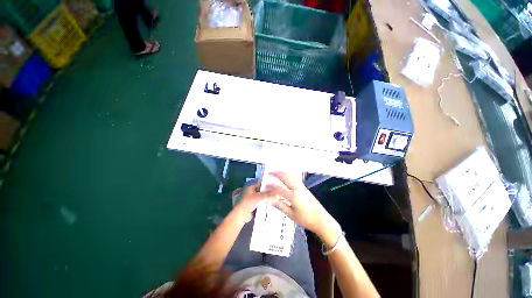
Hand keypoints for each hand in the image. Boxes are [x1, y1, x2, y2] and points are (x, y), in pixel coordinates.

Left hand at [233, 183, 277, 223]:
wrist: (240, 214)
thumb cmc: (248, 202)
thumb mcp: (259, 197)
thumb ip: (269, 195)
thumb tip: (278, 194)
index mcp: (250, 185)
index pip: (261, 181)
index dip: (268, 182)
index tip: (275, 184)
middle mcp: (250, 189)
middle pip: (261, 188)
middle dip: (268, 190)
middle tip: (277, 191)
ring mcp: (250, 196)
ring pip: (261, 194)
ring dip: (266, 196)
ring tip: (275, 197)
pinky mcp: (252, 203)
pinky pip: (260, 200)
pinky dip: (264, 201)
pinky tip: (270, 202)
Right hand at [266, 172, 339, 239]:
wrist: (321, 219)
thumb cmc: (306, 219)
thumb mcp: (291, 214)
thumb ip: (280, 206)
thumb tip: (270, 200)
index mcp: (293, 196)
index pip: (279, 188)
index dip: (271, 186)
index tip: (264, 185)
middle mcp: (297, 188)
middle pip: (285, 178)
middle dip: (277, 174)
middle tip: (269, 172)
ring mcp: (302, 187)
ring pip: (290, 176)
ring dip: (282, 173)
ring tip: (276, 171)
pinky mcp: (305, 187)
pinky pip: (295, 178)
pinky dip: (288, 175)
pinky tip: (286, 175)